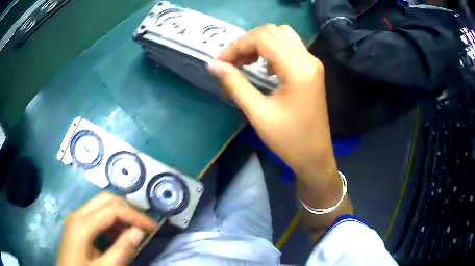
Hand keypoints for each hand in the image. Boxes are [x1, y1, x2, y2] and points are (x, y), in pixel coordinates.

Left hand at [57, 192, 156, 265]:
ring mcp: (75, 216)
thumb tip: (139, 231)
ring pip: (100, 203)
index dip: (135, 215)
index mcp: (82, 224)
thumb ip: (122, 249)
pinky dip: (110, 219)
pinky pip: (95, 213)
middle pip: (105, 199)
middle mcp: (77, 213)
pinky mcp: (76, 222)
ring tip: (133, 230)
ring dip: (119, 213)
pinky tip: (117, 234)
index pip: (112, 209)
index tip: (153, 226)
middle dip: (128, 208)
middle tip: (144, 224)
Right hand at [208, 25, 336, 179]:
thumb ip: (235, 84)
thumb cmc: (289, 140)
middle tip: (231, 62)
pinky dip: (272, 50)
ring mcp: (312, 63)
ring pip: (282, 36)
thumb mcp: (258, 113)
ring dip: (260, 43)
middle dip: (247, 42)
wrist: (315, 157)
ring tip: (244, 62)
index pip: (262, 38)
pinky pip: (290, 47)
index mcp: (298, 67)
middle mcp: (308, 58)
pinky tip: (264, 67)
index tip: (219, 63)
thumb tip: (213, 65)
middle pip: (272, 31)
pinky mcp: (312, 70)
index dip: (236, 46)